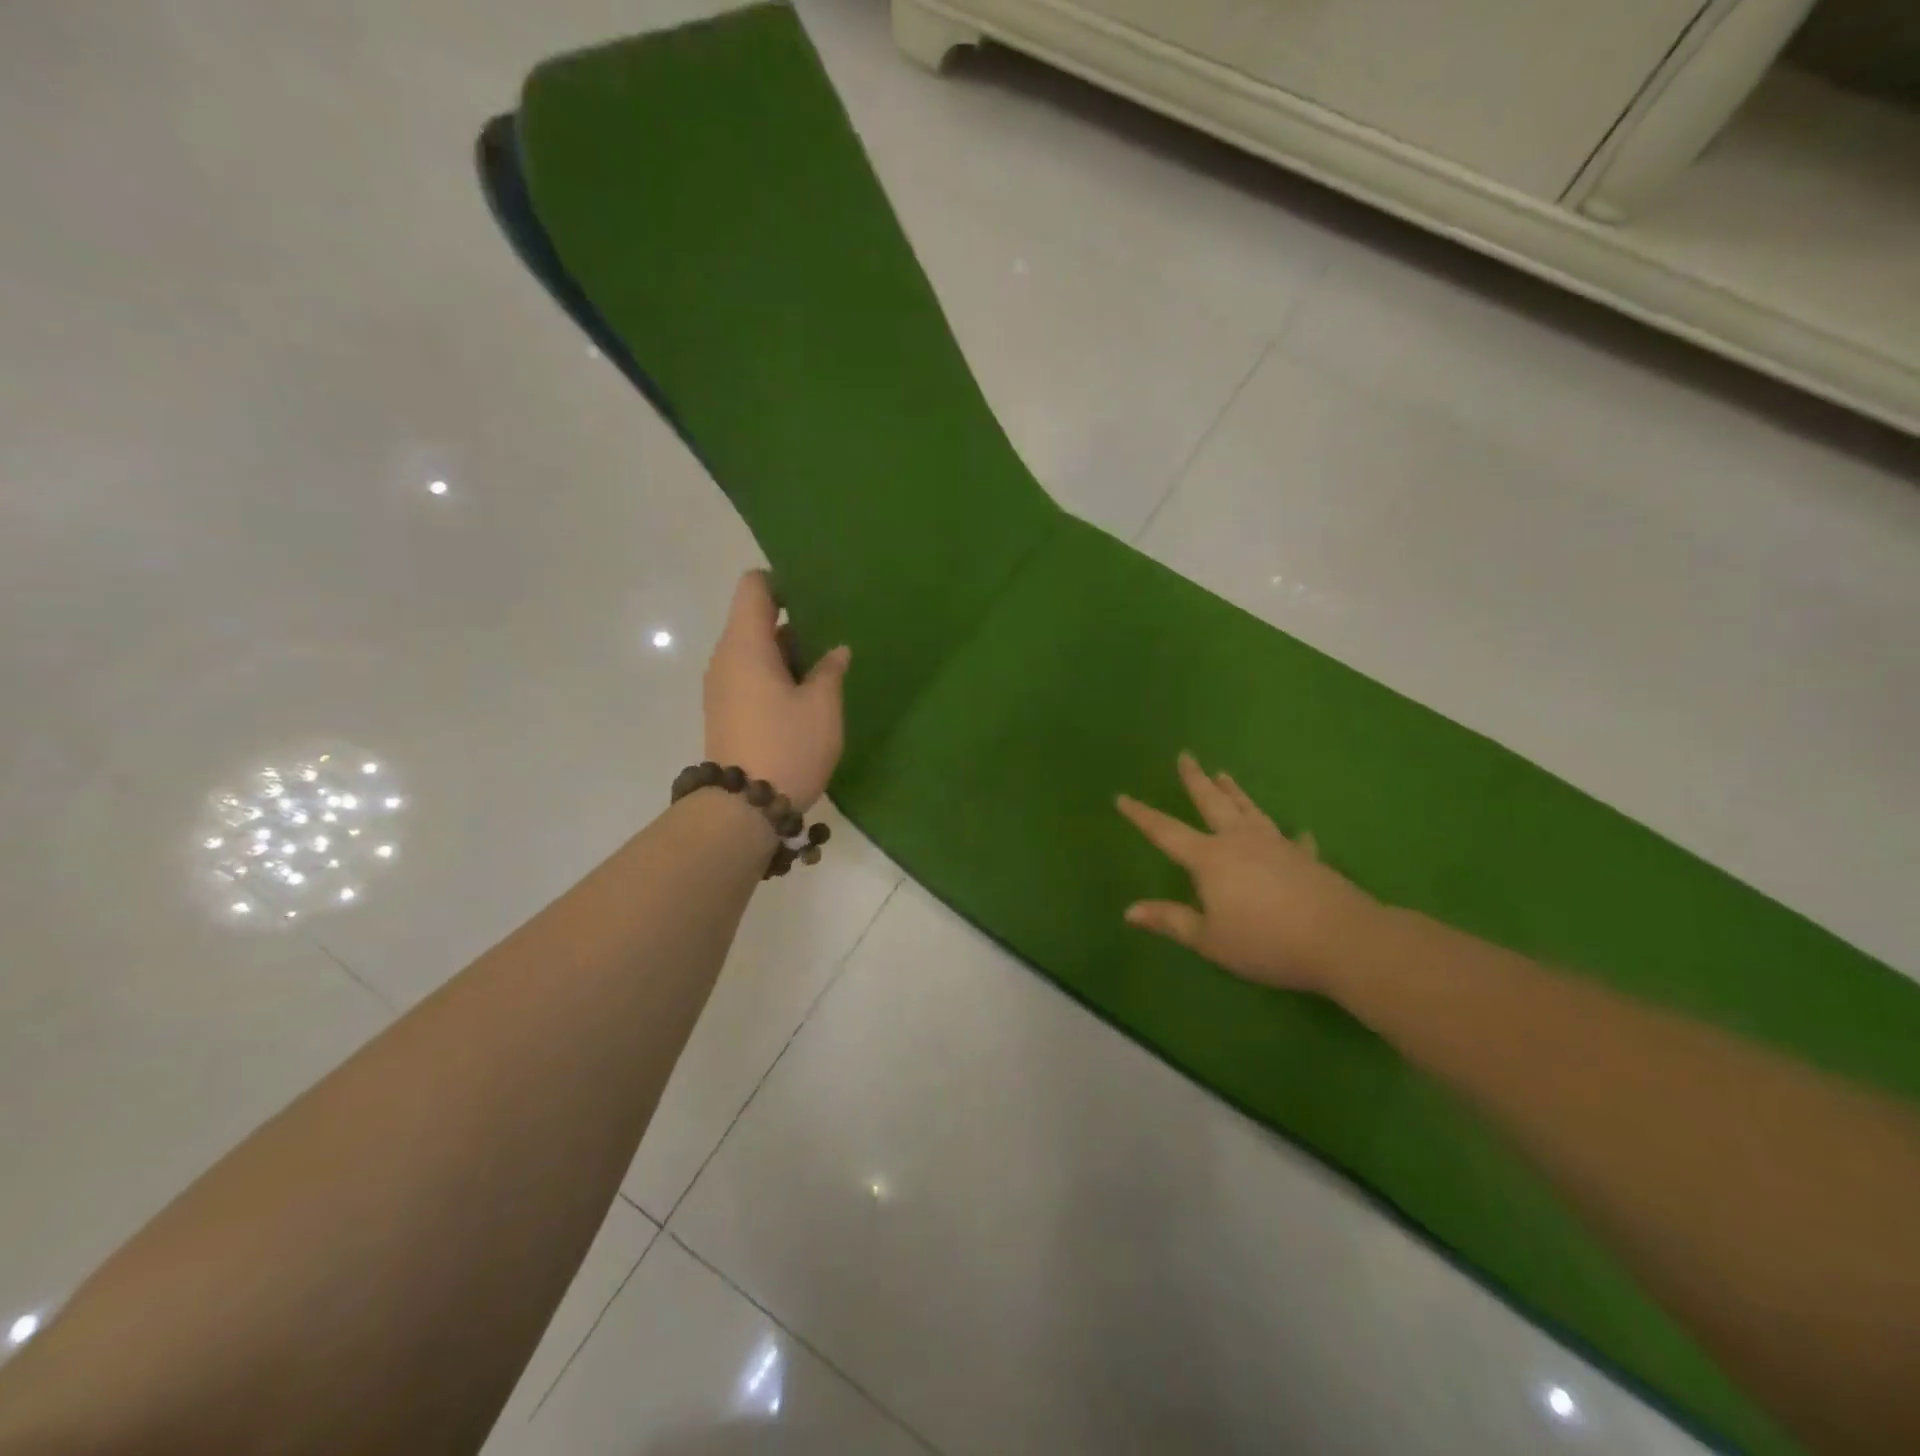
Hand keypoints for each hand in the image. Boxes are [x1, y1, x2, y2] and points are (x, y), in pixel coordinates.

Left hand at [704, 571, 850, 809]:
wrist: (743, 809)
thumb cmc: (787, 746)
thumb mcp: (822, 706)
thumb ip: (830, 670)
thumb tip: (836, 650)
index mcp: (746, 644)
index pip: (753, 587)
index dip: (782, 582)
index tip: (816, 596)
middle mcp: (726, 658)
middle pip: (755, 619)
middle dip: (794, 622)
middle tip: (834, 631)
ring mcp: (722, 686)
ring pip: (755, 651)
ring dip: (788, 653)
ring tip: (827, 665)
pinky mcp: (726, 711)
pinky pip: (751, 677)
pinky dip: (777, 676)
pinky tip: (807, 694)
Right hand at [1117, 753, 1380, 994]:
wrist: (1341, 940)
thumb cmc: (1266, 941)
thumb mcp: (1210, 940)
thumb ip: (1170, 921)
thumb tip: (1129, 910)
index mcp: (1210, 858)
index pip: (1166, 832)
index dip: (1141, 815)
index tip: (1122, 797)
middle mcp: (1240, 841)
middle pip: (1212, 803)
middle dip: (1195, 779)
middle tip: (1185, 756)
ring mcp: (1276, 845)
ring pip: (1249, 810)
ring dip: (1234, 791)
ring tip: (1224, 773)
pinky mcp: (1305, 857)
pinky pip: (1293, 840)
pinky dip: (1291, 835)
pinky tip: (1297, 832)